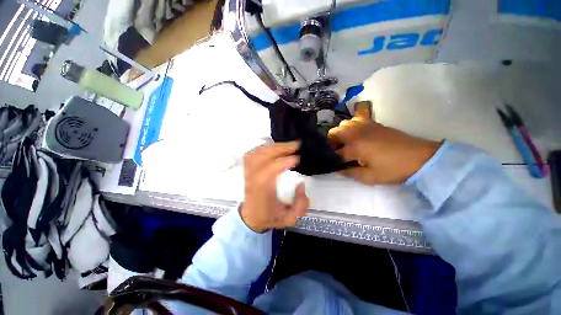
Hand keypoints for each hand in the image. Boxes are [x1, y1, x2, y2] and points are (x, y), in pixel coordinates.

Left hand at [241, 142, 309, 232]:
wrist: (251, 217)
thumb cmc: (269, 217)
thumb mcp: (289, 218)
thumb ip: (300, 204)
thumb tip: (301, 184)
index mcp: (262, 192)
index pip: (268, 172)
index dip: (282, 162)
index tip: (297, 159)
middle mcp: (253, 180)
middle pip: (262, 157)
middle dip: (280, 148)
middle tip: (296, 145)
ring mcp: (249, 173)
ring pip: (257, 153)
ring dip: (273, 146)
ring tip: (288, 145)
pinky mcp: (248, 169)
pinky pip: (252, 153)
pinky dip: (264, 147)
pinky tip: (274, 146)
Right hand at [328, 108, 440, 184]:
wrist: (420, 157)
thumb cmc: (393, 169)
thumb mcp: (370, 177)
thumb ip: (350, 173)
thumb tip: (338, 170)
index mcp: (355, 147)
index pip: (336, 153)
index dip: (334, 161)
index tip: (334, 166)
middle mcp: (356, 133)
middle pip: (334, 133)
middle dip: (331, 143)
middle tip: (336, 153)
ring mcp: (364, 126)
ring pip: (343, 124)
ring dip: (340, 133)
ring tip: (345, 143)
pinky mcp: (373, 123)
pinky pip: (356, 119)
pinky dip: (351, 126)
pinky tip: (356, 134)